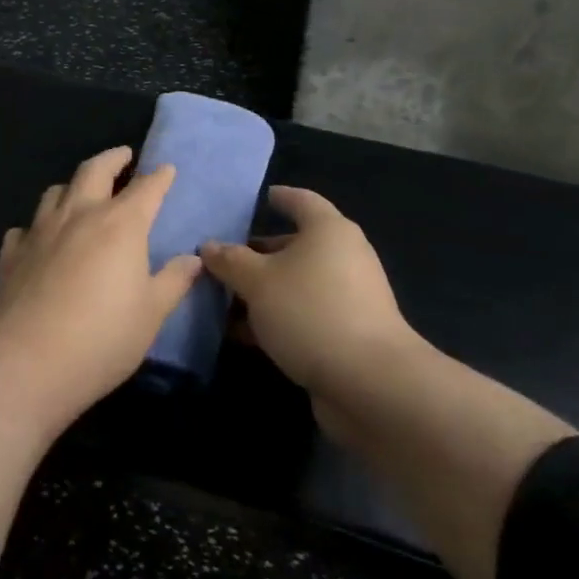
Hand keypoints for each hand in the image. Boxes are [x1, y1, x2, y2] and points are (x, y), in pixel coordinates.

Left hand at [0, 146, 201, 407]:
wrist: (27, 364)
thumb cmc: (102, 338)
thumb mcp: (151, 313)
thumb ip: (173, 281)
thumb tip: (193, 259)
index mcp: (120, 225)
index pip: (146, 189)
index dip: (159, 177)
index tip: (166, 169)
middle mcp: (78, 216)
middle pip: (94, 171)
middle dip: (112, 159)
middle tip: (123, 155)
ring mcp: (39, 233)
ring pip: (55, 192)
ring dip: (72, 186)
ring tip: (81, 191)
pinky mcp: (11, 256)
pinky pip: (24, 229)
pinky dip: (36, 227)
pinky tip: (38, 239)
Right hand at [201, 186, 412, 400]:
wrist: (368, 381)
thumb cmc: (310, 311)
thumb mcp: (257, 281)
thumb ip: (230, 261)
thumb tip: (209, 246)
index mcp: (328, 230)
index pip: (301, 201)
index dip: (279, 197)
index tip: (259, 199)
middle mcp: (343, 257)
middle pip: (296, 245)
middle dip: (258, 253)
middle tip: (222, 260)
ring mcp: (348, 297)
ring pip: (296, 283)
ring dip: (263, 290)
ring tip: (222, 299)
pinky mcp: (346, 332)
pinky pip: (303, 314)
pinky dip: (276, 318)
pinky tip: (244, 333)